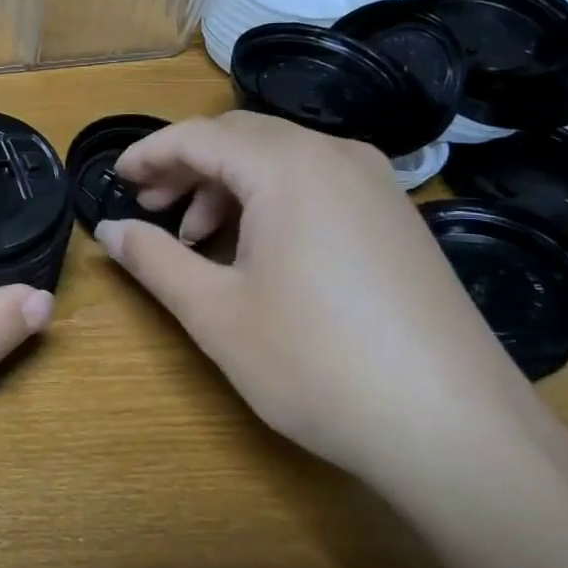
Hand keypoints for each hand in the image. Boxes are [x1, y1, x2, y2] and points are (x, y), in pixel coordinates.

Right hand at [94, 111, 533, 486]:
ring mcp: (376, 185)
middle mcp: (336, 156)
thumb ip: (153, 260)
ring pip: (281, 159)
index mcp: (288, 167)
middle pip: (240, 137)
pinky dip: (271, 201)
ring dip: (228, 185)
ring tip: (198, 239)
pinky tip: (257, 252)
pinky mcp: (397, 218)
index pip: (198, 136)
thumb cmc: (317, 363)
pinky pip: (317, 183)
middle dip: (187, 166)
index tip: (116, 179)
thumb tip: (109, 230)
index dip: (149, 153)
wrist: (458, 432)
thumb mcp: (216, 312)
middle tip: (151, 207)